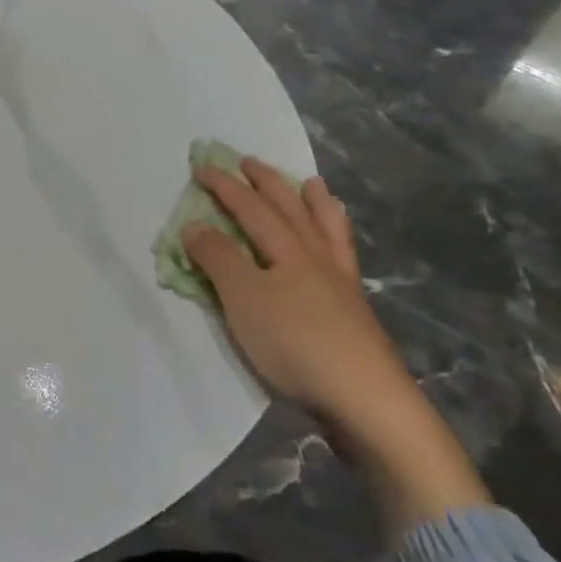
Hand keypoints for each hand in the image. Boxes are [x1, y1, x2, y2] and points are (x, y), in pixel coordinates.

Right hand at [181, 158, 487, 538]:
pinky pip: (343, 255)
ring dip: (314, 203)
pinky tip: (335, 247)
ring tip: (313, 184)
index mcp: (287, 250)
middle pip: (290, 209)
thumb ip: (218, 258)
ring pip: (326, 229)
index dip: (224, 187)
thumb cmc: (295, 343)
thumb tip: (195, 224)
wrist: (366, 399)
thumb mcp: (243, 299)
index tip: (202, 167)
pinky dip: (337, 237)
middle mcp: (316, 257)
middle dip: (267, 182)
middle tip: (250, 161)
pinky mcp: (354, 310)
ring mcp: (340, 283)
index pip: (249, 208)